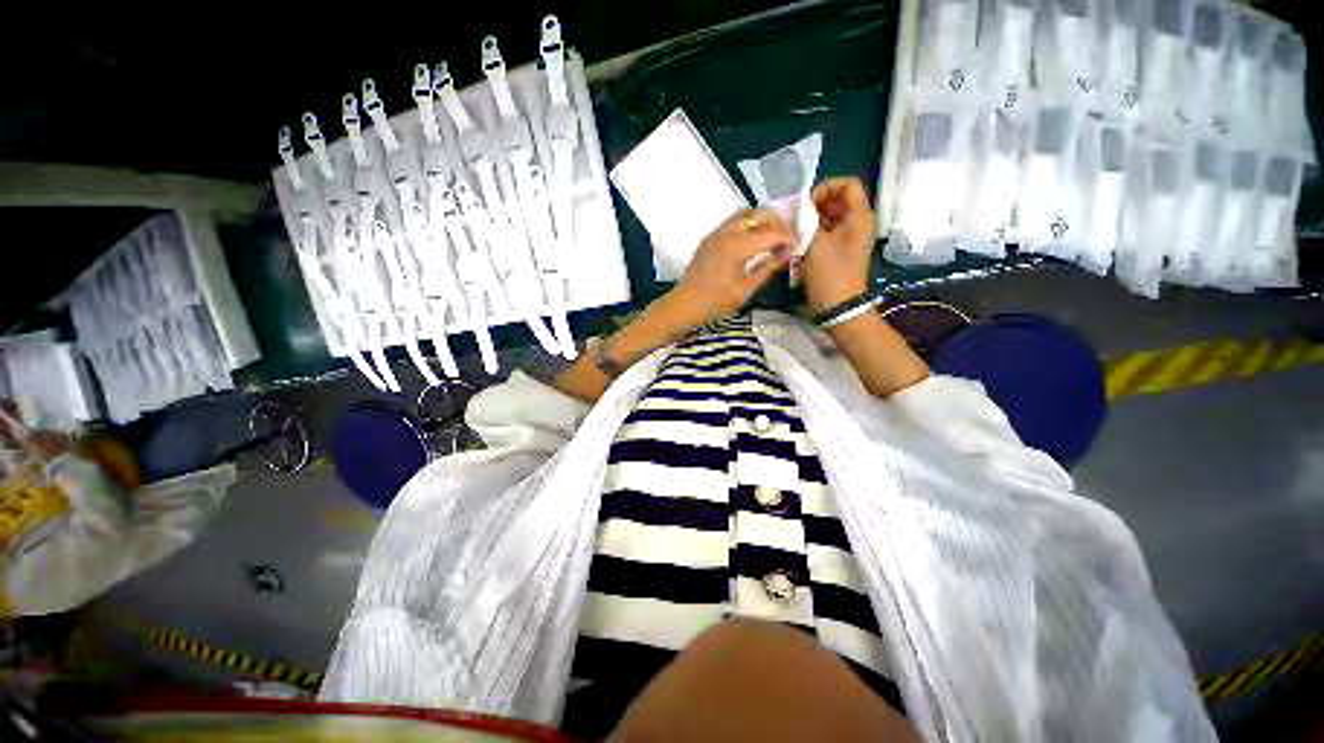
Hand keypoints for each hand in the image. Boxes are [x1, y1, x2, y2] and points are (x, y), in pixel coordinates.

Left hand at [669, 208, 794, 328]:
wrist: (683, 305)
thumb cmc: (714, 303)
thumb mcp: (744, 290)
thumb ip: (766, 270)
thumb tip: (785, 256)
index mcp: (736, 246)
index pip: (770, 233)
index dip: (787, 238)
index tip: (796, 246)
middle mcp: (726, 232)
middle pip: (758, 214)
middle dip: (776, 223)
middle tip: (786, 238)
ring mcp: (715, 233)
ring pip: (743, 214)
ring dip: (760, 220)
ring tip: (770, 236)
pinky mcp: (709, 239)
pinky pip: (731, 222)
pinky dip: (746, 224)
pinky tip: (751, 241)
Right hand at [802, 178, 875, 314]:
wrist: (837, 306)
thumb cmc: (830, 272)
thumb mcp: (816, 242)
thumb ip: (807, 219)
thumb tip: (798, 207)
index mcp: (859, 216)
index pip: (848, 184)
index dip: (827, 187)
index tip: (808, 204)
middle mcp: (857, 223)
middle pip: (837, 200)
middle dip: (815, 205)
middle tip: (797, 218)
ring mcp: (847, 238)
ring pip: (829, 217)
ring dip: (811, 220)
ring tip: (795, 231)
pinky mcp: (838, 251)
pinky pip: (826, 233)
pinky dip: (812, 233)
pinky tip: (799, 243)